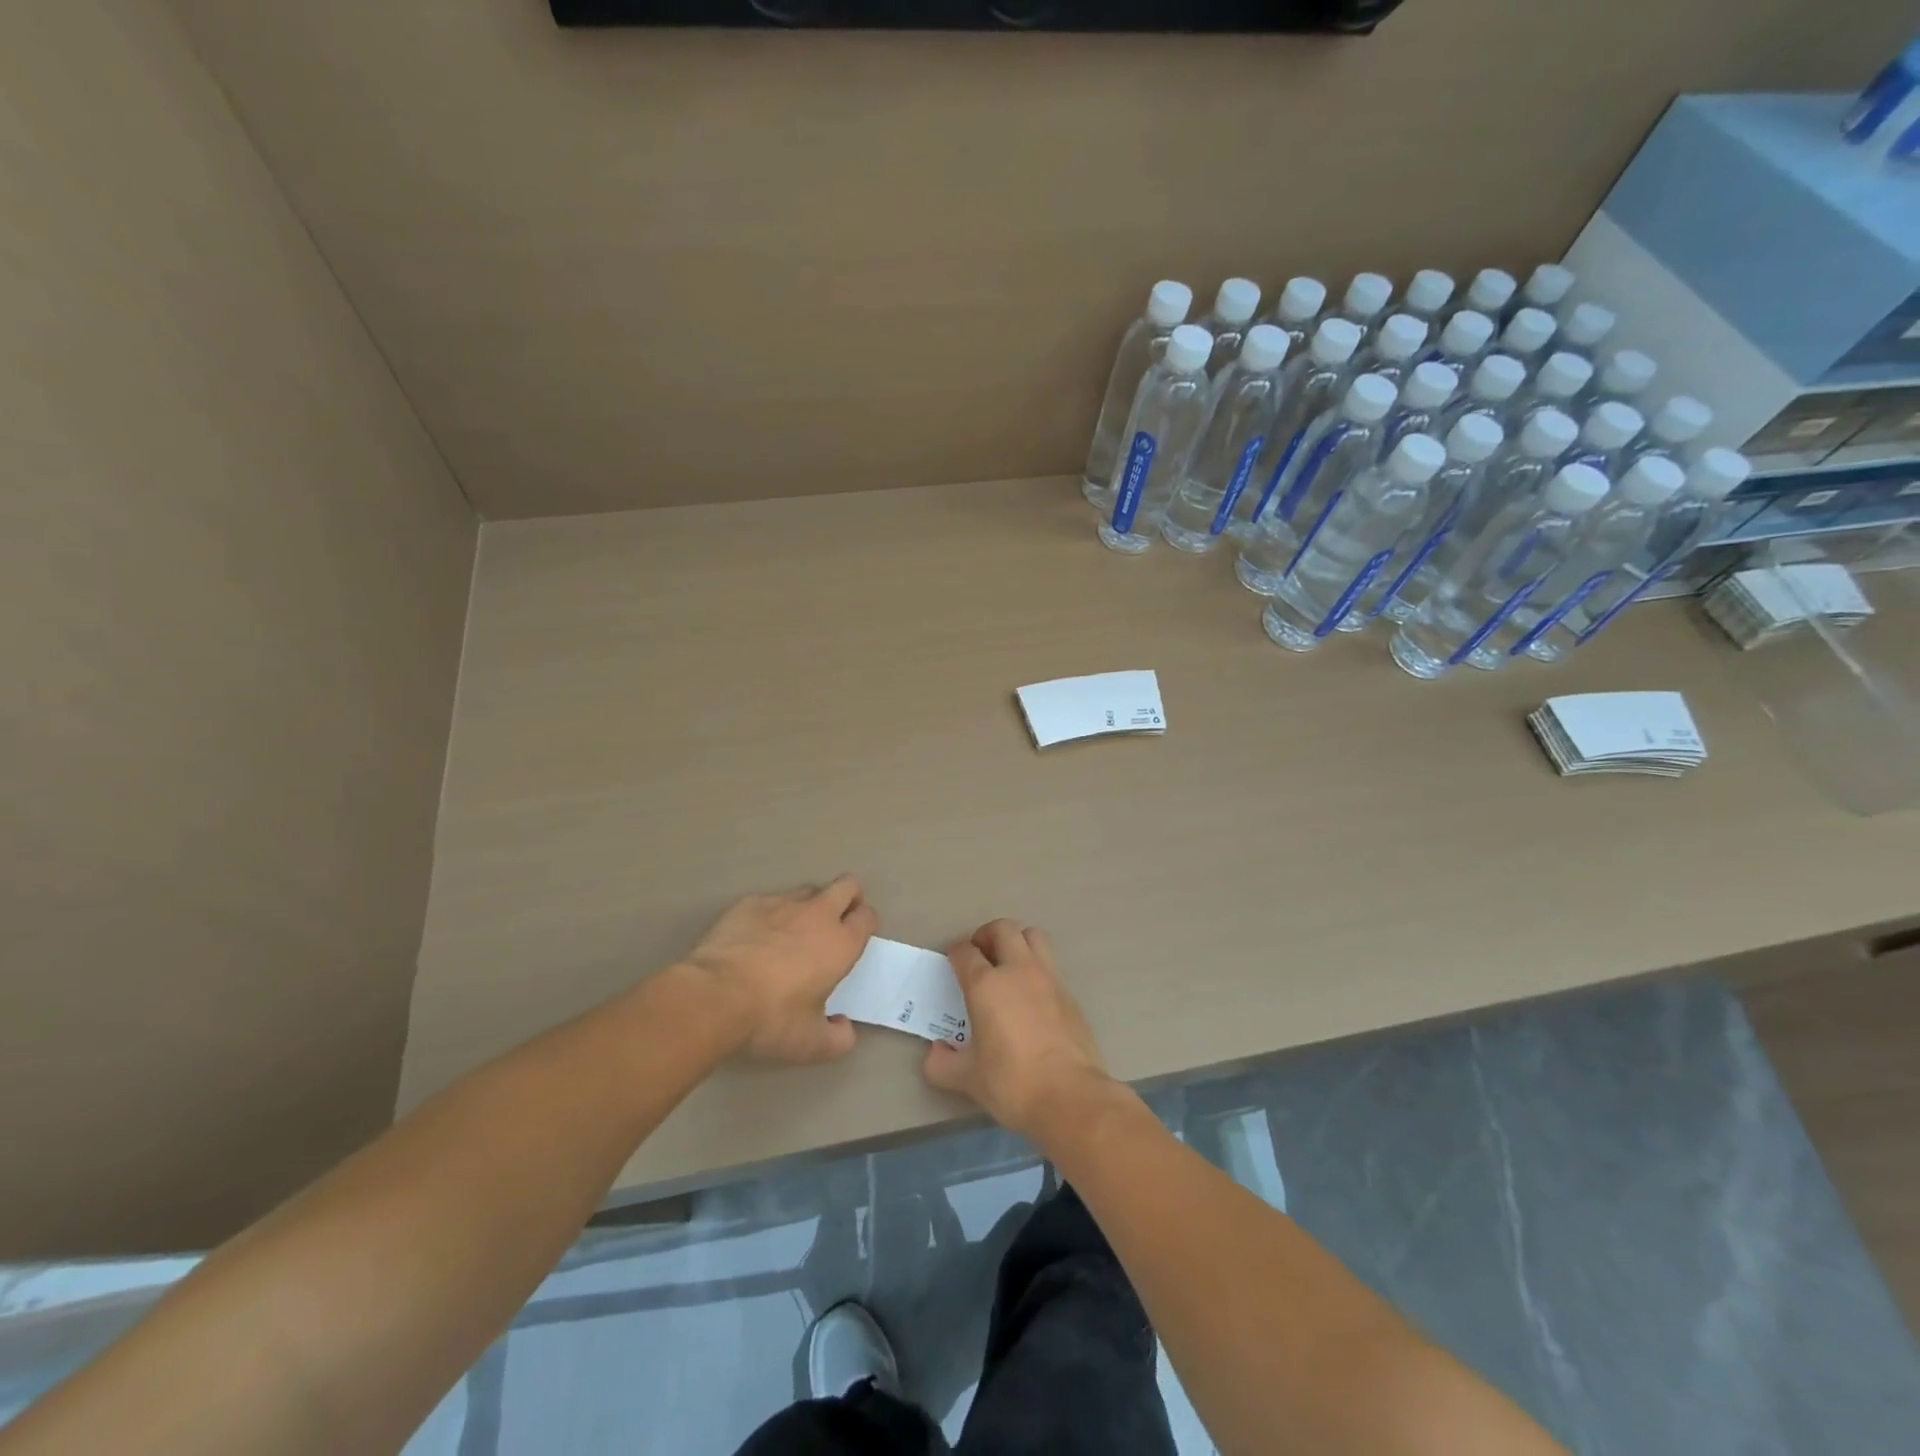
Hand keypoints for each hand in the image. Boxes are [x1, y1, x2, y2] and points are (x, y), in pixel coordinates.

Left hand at [683, 876, 877, 1062]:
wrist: (714, 997)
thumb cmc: (771, 1019)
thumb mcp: (812, 1044)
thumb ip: (839, 1038)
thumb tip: (844, 1028)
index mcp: (840, 943)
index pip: (867, 917)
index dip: (866, 923)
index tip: (857, 937)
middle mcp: (817, 914)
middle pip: (847, 885)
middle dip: (849, 897)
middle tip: (837, 920)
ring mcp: (781, 904)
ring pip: (808, 890)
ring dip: (810, 905)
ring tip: (794, 931)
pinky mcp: (749, 903)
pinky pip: (770, 901)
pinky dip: (771, 915)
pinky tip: (756, 937)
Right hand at [922, 919, 1113, 1140]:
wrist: (1070, 1096)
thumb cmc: (1011, 1083)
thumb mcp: (967, 1079)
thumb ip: (942, 1063)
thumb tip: (936, 1052)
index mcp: (986, 985)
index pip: (965, 951)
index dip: (955, 953)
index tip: (952, 964)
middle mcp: (1018, 970)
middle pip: (1003, 929)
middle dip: (987, 935)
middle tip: (980, 956)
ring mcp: (1048, 978)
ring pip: (1033, 937)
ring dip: (1017, 942)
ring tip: (1008, 966)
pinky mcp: (1069, 994)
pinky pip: (1050, 966)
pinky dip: (1037, 970)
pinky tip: (1031, 998)